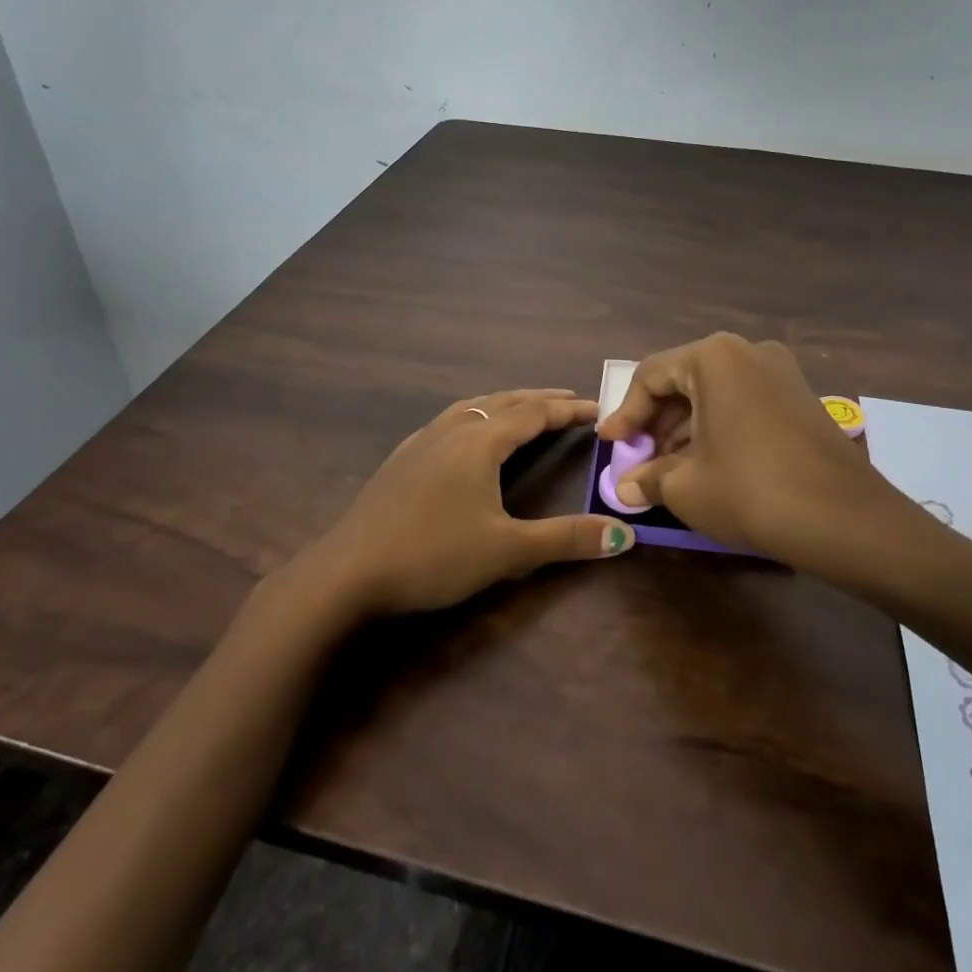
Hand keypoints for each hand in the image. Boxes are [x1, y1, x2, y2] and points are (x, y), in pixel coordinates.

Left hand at [308, 389, 635, 617]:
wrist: (348, 572)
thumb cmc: (433, 555)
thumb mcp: (507, 550)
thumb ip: (566, 540)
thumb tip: (623, 535)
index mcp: (479, 443)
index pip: (533, 414)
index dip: (567, 410)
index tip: (596, 408)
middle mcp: (451, 431)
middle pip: (503, 402)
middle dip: (538, 400)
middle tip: (568, 401)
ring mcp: (420, 442)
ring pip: (471, 408)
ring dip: (503, 404)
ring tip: (522, 408)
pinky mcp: (400, 460)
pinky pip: (447, 422)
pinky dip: (473, 417)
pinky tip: (464, 436)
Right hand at [598, 334, 905, 563]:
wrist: (846, 520)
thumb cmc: (750, 491)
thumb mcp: (686, 487)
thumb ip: (648, 478)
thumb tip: (628, 487)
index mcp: (714, 357)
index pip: (651, 375)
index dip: (625, 413)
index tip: (610, 445)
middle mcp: (748, 351)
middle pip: (684, 380)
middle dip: (656, 422)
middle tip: (639, 460)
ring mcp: (781, 372)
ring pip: (715, 393)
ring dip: (685, 428)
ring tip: (669, 470)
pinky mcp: (801, 398)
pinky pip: (743, 404)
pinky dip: (717, 429)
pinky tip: (708, 465)